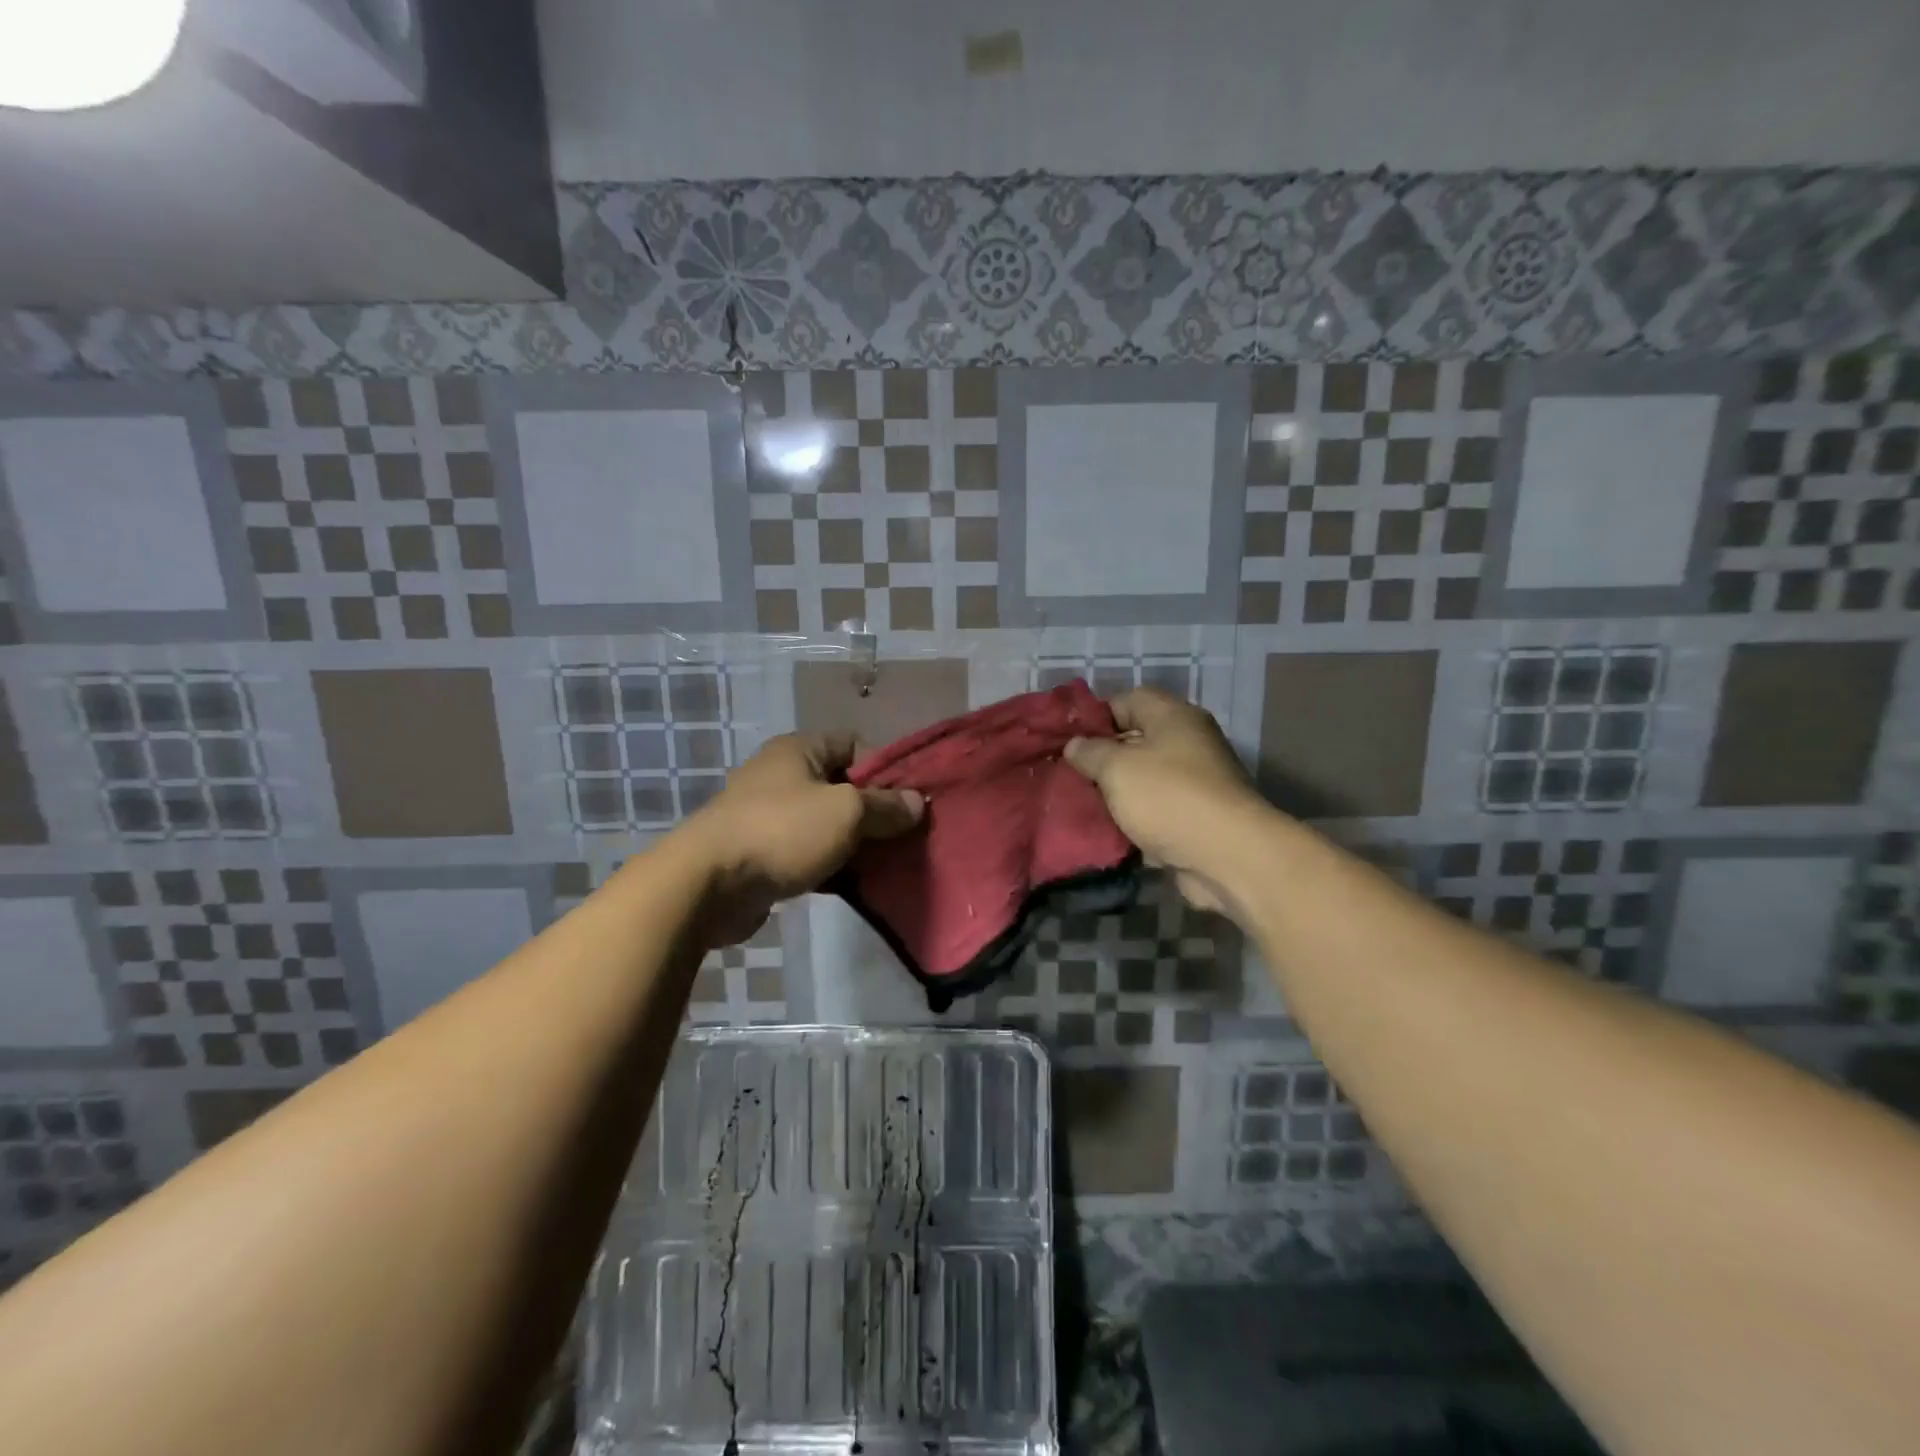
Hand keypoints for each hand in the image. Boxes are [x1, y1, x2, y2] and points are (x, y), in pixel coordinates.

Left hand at [678, 733, 923, 944]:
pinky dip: (832, 863)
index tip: (907, 799)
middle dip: (874, 810)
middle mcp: (782, 775)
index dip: (884, 768)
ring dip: (855, 841)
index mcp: (799, 750)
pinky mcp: (762, 853)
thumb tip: (917, 802)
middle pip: (842, 785)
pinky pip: (808, 851)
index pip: (854, 744)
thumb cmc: (782, 831)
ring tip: (887, 863)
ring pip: (827, 822)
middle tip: (904, 836)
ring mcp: (769, 815)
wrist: (708, 884)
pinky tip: (855, 883)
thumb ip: (886, 806)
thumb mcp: (846, 812)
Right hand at [1064, 688, 1264, 912]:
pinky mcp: (1194, 816)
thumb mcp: (1117, 768)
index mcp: (1173, 716)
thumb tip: (1075, 745)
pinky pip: (1155, 809)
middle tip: (1068, 775)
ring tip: (1080, 803)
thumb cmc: (1168, 797)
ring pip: (1143, 778)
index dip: (1095, 717)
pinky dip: (1133, 818)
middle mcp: (1187, 742)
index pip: (1127, 700)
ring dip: (1115, 792)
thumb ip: (1090, 752)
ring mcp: (1194, 781)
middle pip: (1134, 740)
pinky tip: (1105, 829)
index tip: (1067, 740)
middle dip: (1101, 758)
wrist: (1227, 856)